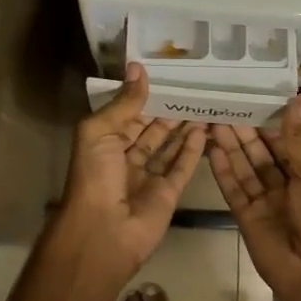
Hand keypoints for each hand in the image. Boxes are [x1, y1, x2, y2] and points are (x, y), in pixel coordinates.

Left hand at [54, 64, 205, 286]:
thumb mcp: (99, 131)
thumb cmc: (94, 176)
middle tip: (194, 86)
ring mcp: (148, 176)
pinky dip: (194, 149)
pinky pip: (182, 167)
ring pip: (169, 146)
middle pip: (152, 128)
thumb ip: (124, 102)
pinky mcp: (168, 193)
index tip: (168, 74)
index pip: (129, 113)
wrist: (102, 232)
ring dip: (184, 127)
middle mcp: (126, 156)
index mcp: (105, 141)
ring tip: (204, 102)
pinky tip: (206, 129)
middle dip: (169, 109)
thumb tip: (138, 67)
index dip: (145, 95)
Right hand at [207, 94, 300, 300]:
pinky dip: (223, 172)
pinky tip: (211, 151)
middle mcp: (282, 184)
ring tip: (210, 121)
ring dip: (228, 147)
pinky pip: (233, 190)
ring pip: (243, 168)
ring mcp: (263, 202)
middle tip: (219, 105)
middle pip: (257, 152)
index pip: (279, 139)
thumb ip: (297, 137)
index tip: (244, 96)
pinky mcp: (246, 219)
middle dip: (240, 131)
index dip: (263, 120)